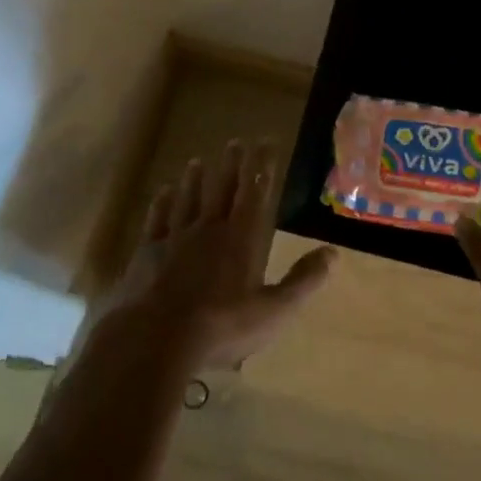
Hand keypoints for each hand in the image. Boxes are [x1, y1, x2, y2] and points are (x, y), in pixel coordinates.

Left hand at [107, 139, 335, 370]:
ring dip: (194, 179)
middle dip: (231, 164)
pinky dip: (162, 203)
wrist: (156, 339)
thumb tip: (333, 253)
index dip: (261, 166)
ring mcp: (175, 238)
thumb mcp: (274, 311)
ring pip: (187, 199)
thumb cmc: (222, 326)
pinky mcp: (147, 253)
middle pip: (221, 189)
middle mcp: (209, 229)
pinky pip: (157, 219)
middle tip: (235, 141)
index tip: (265, 142)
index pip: (255, 192)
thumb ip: (303, 281)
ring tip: (197, 161)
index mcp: (241, 238)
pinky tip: (163, 193)